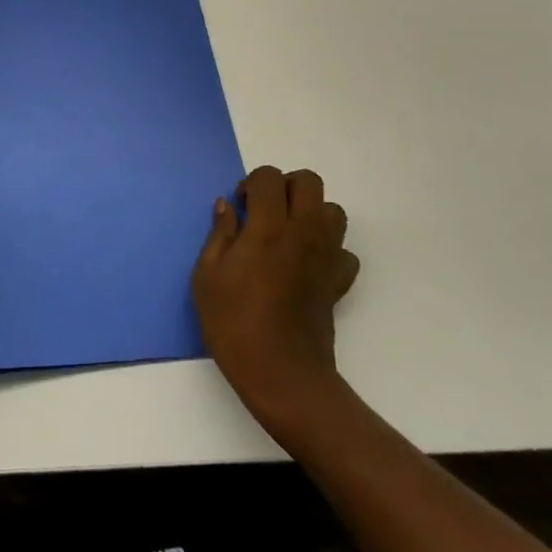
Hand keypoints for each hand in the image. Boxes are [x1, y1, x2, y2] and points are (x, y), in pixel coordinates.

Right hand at [193, 166, 359, 443]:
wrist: (281, 373)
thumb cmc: (234, 322)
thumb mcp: (207, 276)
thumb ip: (219, 234)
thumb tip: (226, 206)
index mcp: (268, 226)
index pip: (269, 177)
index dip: (251, 183)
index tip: (240, 205)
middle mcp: (303, 232)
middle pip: (309, 182)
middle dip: (285, 186)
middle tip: (264, 210)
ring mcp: (326, 256)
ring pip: (333, 211)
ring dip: (311, 213)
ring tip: (287, 234)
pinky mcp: (339, 281)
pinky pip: (343, 251)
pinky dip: (328, 249)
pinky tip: (306, 265)